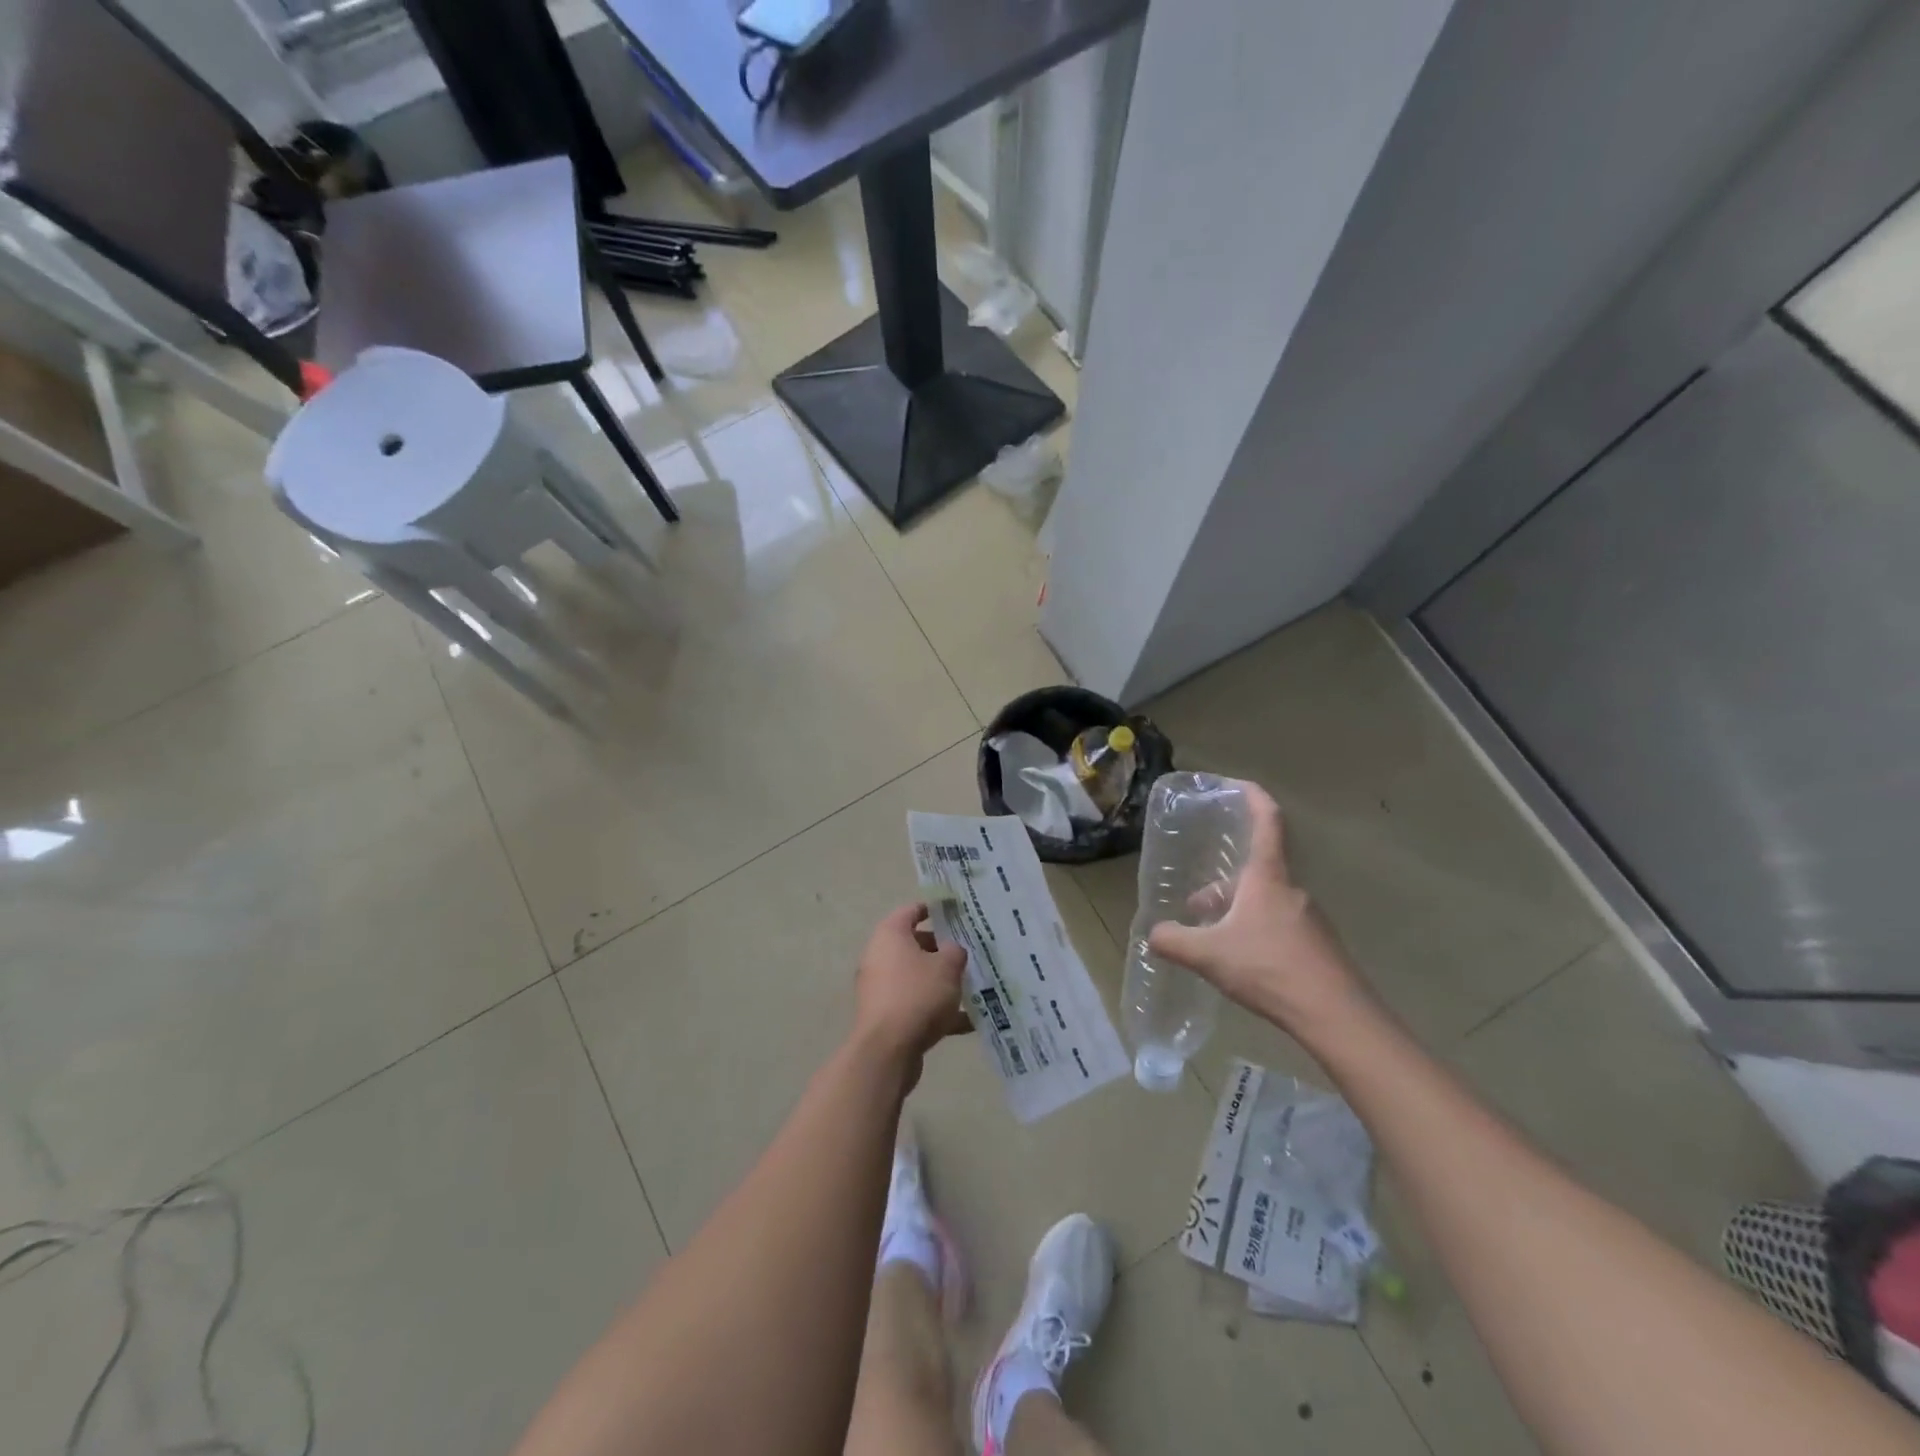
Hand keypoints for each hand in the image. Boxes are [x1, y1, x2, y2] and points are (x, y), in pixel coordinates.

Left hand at [851, 903, 972, 1082]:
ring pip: (917, 978)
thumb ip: (955, 952)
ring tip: (973, 987)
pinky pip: (916, 1005)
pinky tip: (968, 1022)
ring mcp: (881, 989)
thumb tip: (952, 951)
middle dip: (942, 950)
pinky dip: (938, 1010)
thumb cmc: (918, 995)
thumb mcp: (947, 967)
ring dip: (941, 982)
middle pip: (914, 945)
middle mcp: (880, 957)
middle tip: (969, 953)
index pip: (911, 911)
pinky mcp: (886, 1017)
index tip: (956, 912)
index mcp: (890, 935)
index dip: (934, 909)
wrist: (888, 1051)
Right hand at [1146, 783, 1373, 1041]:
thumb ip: (1174, 941)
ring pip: (1265, 900)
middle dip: (1224, 882)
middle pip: (1256, 870)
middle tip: (1196, 902)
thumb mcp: (1209, 955)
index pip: (1267, 822)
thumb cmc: (1270, 969)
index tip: (1235, 783)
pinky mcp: (1316, 946)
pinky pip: (1278, 924)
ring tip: (1210, 936)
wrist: (1336, 1016)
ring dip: (1236, 909)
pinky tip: (1239, 960)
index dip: (1253, 796)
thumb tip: (1152, 933)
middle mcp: (1291, 890)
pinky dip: (1254, 930)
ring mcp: (1308, 918)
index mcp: (1268, 878)